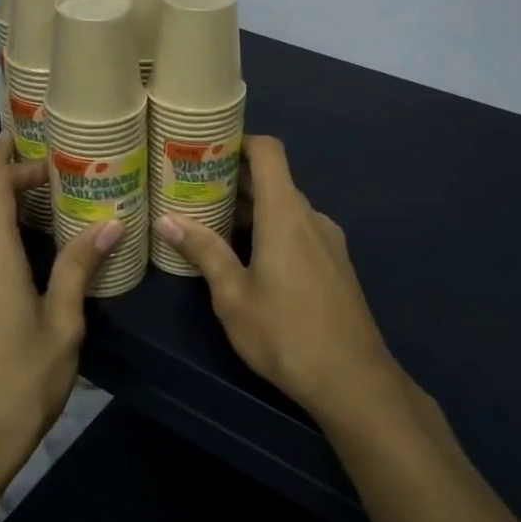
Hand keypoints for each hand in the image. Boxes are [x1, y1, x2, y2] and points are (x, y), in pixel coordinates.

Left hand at [0, 131, 122, 486]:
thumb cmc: (18, 383)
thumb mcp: (61, 324)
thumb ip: (79, 267)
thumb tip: (110, 224)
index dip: (15, 159)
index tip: (46, 145)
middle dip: (10, 175)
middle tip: (54, 165)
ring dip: (2, 204)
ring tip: (46, 198)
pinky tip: (24, 245)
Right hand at [155, 135, 405, 423]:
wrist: (353, 380)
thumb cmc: (285, 334)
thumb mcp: (233, 296)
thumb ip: (203, 251)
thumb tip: (167, 220)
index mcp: (286, 214)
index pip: (269, 151)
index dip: (240, 140)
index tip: (207, 146)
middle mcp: (311, 217)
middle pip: (274, 180)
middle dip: (234, 180)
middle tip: (192, 189)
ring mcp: (328, 241)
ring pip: (286, 209)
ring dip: (252, 210)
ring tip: (211, 224)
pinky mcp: (335, 264)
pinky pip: (299, 231)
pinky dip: (271, 230)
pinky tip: (247, 258)